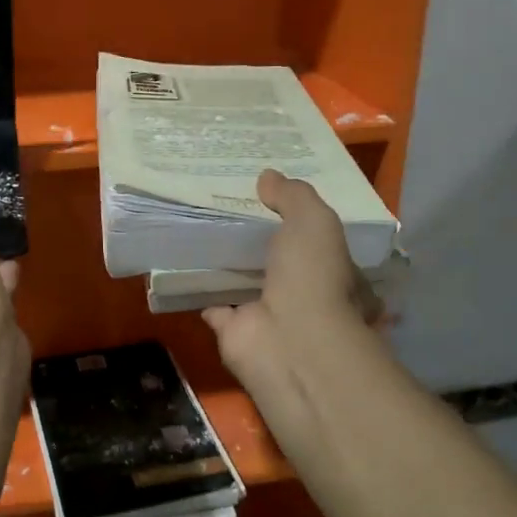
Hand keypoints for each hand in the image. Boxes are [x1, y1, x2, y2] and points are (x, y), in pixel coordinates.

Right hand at [201, 170, 379, 455]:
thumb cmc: (313, 277)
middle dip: (258, 241)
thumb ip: (293, 196)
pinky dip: (199, 289)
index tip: (270, 197)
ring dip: (227, 264)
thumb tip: (267, 177)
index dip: (297, 220)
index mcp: (335, 273)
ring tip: (200, 229)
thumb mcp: (314, 221)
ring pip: (244, 282)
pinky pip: (213, 304)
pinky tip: (181, 264)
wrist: (289, 339)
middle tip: (228, 209)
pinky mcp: (234, 330)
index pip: (319, 243)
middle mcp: (304, 296)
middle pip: (277, 262)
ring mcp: (268, 315)